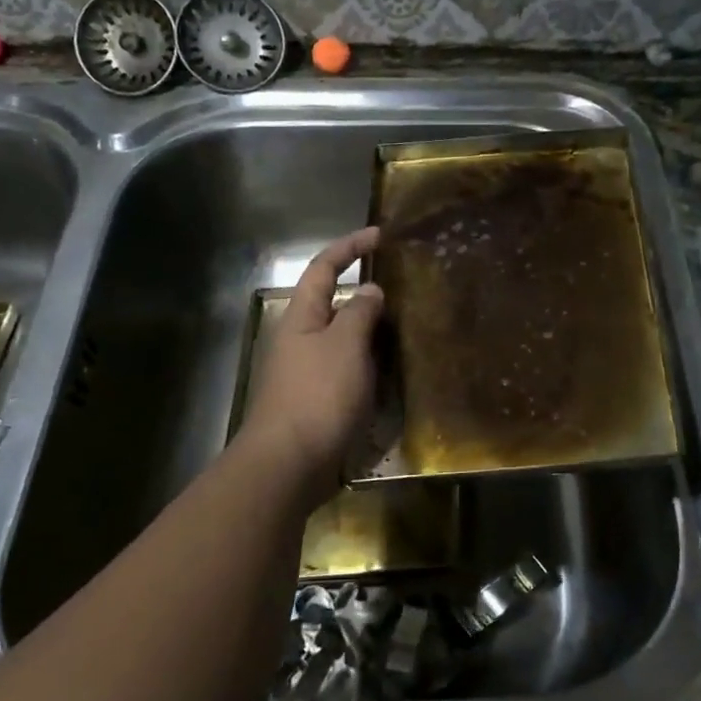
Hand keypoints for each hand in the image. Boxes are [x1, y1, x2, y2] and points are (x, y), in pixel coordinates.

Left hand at [237, 228, 384, 498]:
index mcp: (302, 317)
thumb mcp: (344, 345)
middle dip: (368, 294)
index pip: (324, 269)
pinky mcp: (321, 402)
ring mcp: (310, 373)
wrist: (289, 464)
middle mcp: (302, 340)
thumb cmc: (317, 395)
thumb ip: (360, 313)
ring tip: (411, 328)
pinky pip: (352, 371)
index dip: (349, 247)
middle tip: (407, 288)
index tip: (380, 235)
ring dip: (375, 333)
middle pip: (335, 304)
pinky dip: (374, 365)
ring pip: (347, 341)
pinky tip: (397, 372)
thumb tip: (371, 291)